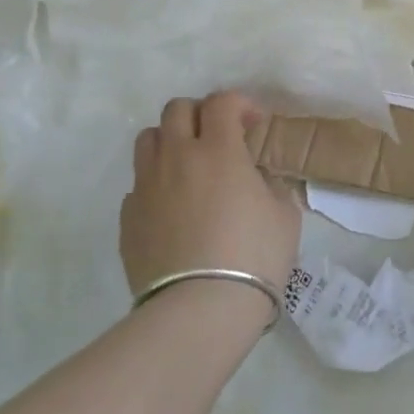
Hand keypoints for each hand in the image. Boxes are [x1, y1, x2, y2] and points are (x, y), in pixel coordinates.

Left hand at [121, 92, 300, 299]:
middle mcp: (177, 158)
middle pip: (177, 109)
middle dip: (200, 115)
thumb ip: (272, 186)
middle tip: (219, 138)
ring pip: (148, 139)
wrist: (200, 310)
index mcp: (218, 151)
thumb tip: (257, 181)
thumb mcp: (285, 216)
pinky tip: (173, 209)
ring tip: (189, 166)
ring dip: (171, 142)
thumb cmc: (253, 257)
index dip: (240, 104)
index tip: (254, 125)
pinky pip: (139, 184)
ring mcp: (147, 186)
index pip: (221, 102)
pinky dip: (156, 184)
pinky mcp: (128, 218)